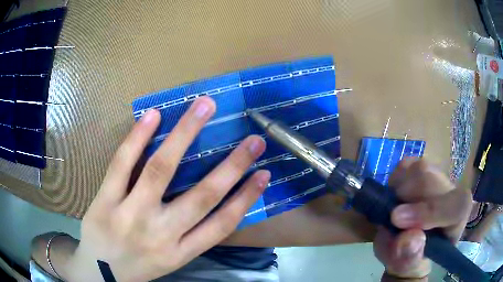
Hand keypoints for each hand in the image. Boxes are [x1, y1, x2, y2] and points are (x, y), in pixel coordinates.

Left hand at [66, 97, 270, 281]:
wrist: (100, 273)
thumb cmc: (138, 267)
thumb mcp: (170, 261)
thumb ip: (190, 237)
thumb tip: (214, 203)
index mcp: (181, 252)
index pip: (221, 224)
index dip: (246, 198)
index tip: (264, 174)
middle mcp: (161, 234)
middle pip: (201, 196)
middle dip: (231, 166)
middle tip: (253, 139)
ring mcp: (130, 215)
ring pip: (160, 170)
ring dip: (185, 134)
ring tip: (204, 107)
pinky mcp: (105, 201)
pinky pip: (122, 165)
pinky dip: (137, 137)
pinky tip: (153, 115)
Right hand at [373, 159, 471, 280]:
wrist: (406, 245)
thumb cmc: (410, 259)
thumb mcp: (406, 268)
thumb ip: (409, 258)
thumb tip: (410, 238)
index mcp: (456, 221)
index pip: (457, 206)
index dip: (431, 210)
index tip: (398, 220)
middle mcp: (452, 194)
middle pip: (434, 181)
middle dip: (407, 199)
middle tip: (390, 217)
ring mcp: (438, 178)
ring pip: (420, 169)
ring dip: (399, 190)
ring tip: (393, 210)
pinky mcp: (423, 169)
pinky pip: (407, 165)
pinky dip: (395, 180)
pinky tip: (394, 197)